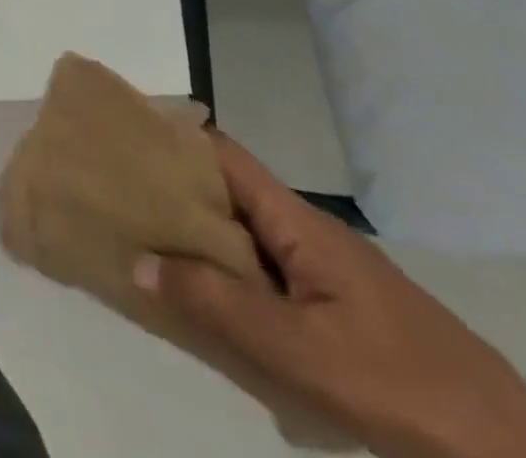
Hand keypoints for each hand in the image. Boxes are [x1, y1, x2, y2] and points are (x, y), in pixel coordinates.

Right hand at [135, 135, 525, 457]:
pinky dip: (237, 281)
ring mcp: (331, 274)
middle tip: (126, 205)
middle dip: (180, 195)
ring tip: (155, 255)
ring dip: (206, 243)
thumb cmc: (400, 385)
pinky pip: (273, 278)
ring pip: (251, 240)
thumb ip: (215, 302)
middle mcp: (310, 233)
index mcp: (299, 221)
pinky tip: (218, 313)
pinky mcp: (345, 313)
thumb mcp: (298, 348)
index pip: (224, 154)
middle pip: (231, 195)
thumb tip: (136, 259)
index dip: (176, 139)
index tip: (127, 142)